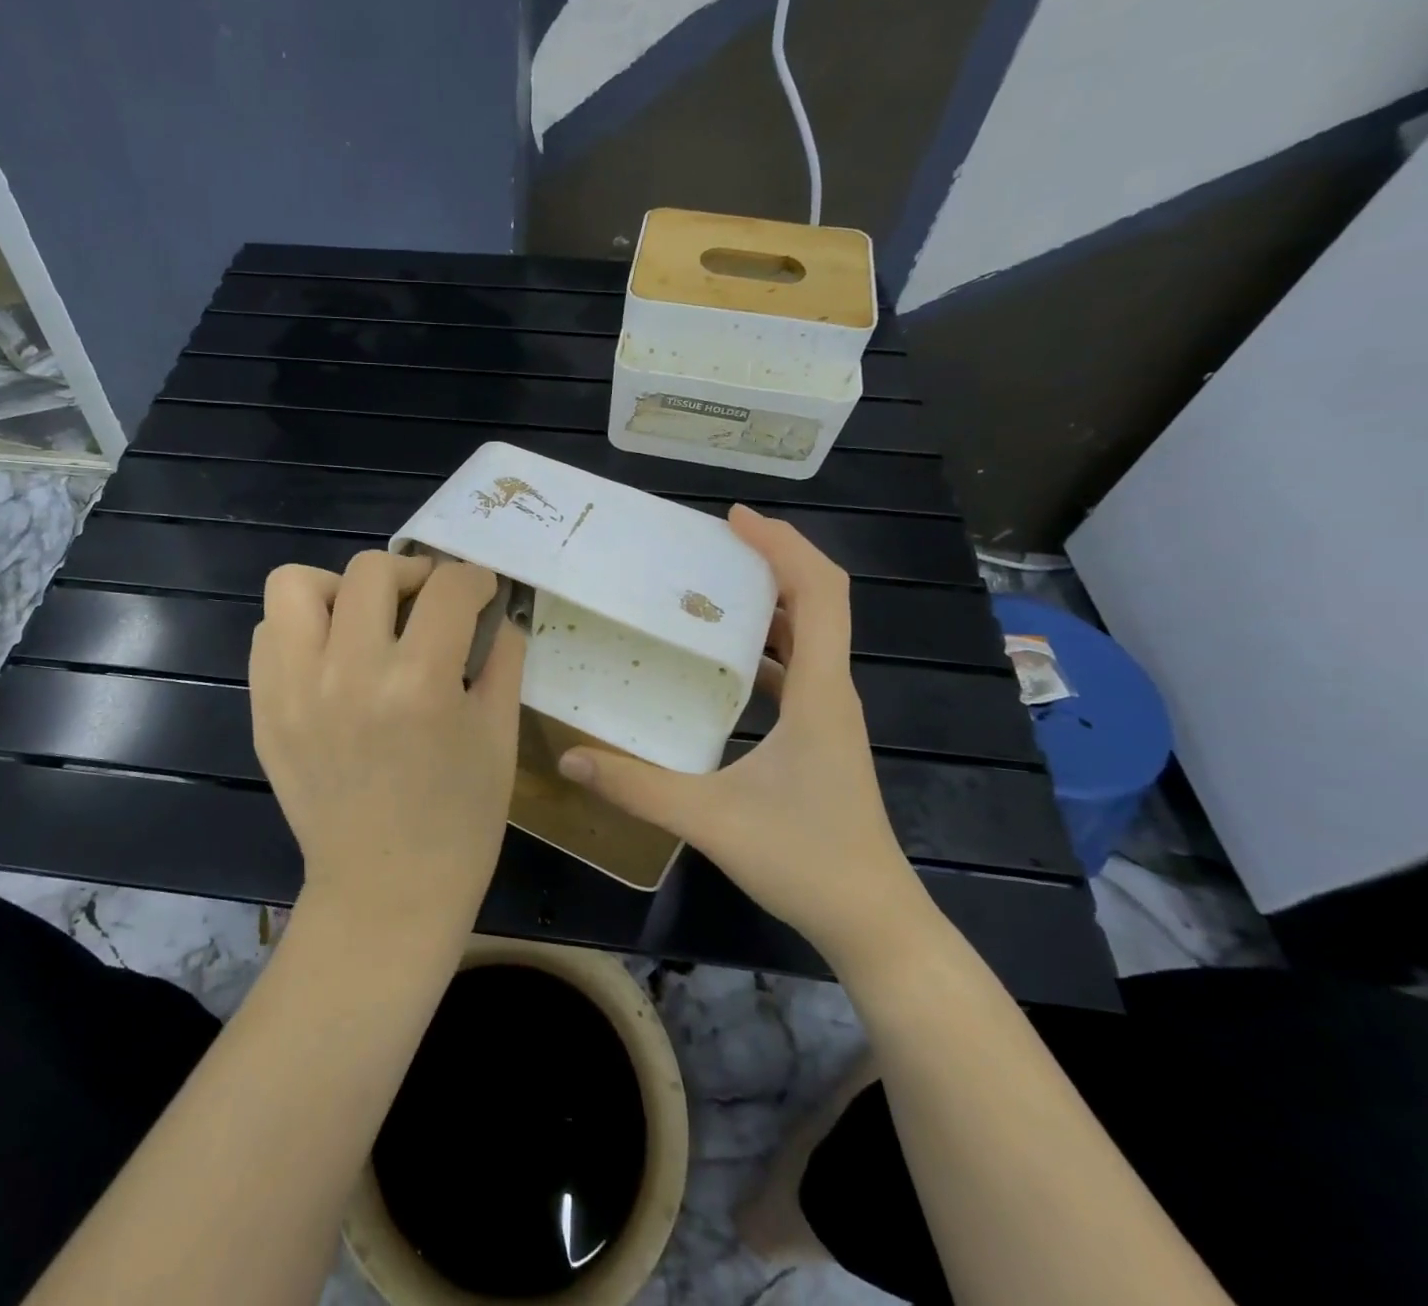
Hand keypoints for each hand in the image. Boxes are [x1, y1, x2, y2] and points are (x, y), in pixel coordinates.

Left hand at [250, 551, 525, 933]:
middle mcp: (350, 673)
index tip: (480, 592)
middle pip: (372, 570)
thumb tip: (500, 610)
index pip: (449, 587)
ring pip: (297, 585)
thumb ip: (503, 658)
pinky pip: (268, 633)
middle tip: (427, 603)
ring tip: (364, 620)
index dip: (475, 579)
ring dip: (340, 589)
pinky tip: (332, 657)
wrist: (385, 890)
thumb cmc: (459, 821)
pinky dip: (302, 628)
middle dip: (413, 573)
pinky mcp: (264, 710)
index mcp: (421, 683)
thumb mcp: (499, 736)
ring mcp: (295, 690)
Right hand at [557, 506, 930, 964]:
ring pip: (809, 634)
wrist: (873, 922)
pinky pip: (796, 669)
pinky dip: (765, 646)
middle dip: (772, 560)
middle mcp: (832, 691)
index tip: (734, 521)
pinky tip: (720, 660)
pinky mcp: (819, 736)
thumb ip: (637, 788)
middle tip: (709, 545)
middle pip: (819, 600)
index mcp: (819, 693)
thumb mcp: (710, 820)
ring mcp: (829, 714)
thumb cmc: (805, 862)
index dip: (783, 546)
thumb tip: (569, 758)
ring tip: (708, 587)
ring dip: (768, 601)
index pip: (819, 593)